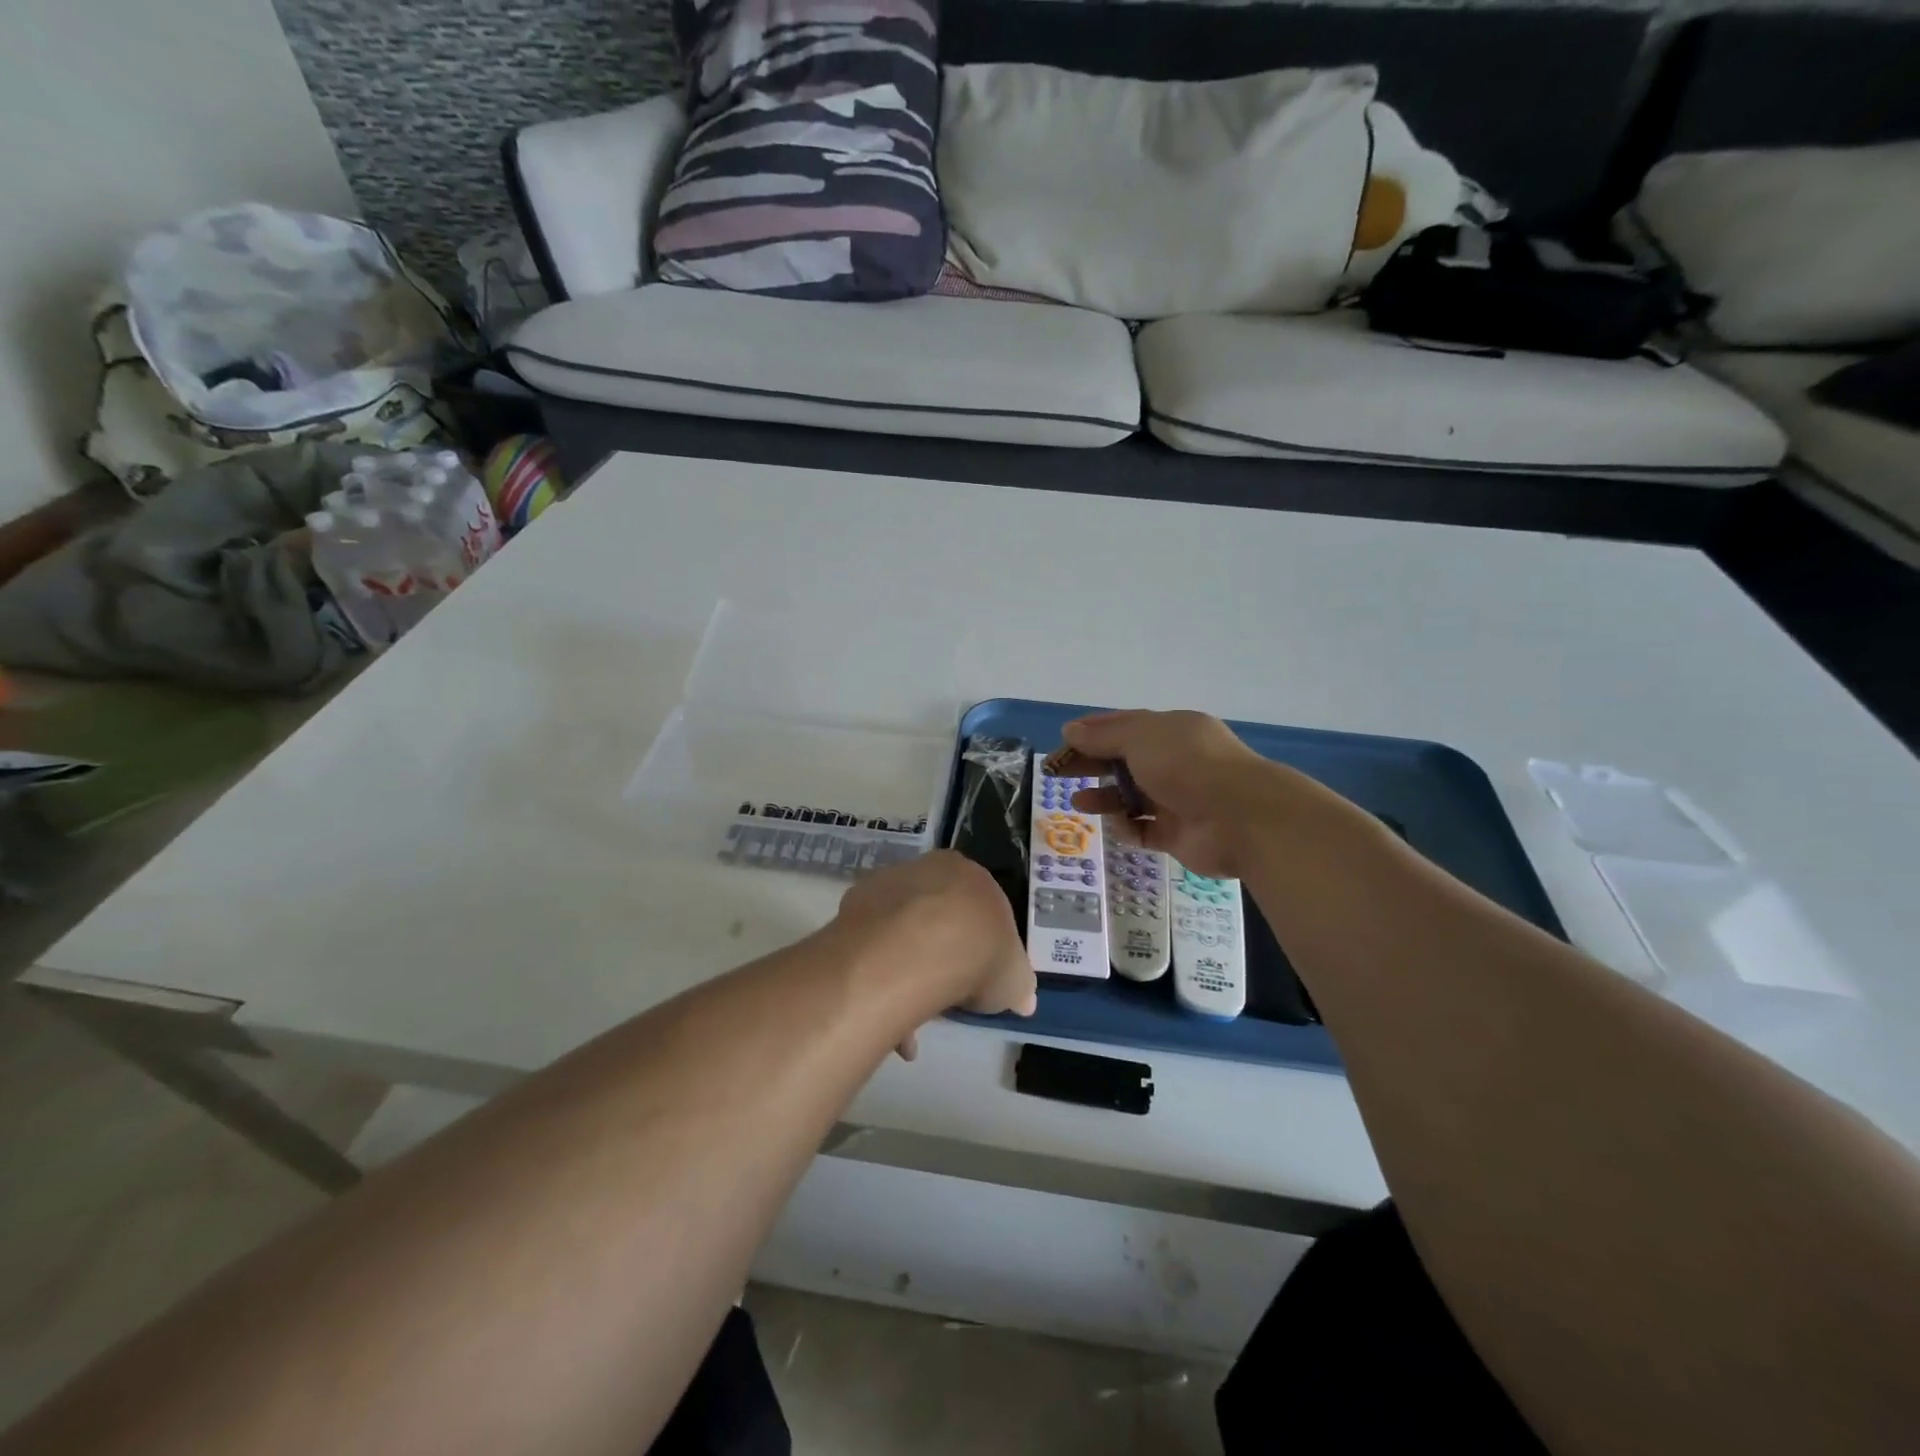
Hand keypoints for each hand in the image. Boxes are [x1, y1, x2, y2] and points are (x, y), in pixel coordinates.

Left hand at [836, 850, 1035, 1057]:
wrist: (919, 947)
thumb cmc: (979, 954)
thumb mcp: (1015, 979)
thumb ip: (1018, 985)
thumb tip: (1023, 999)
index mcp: (972, 876)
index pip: (980, 908)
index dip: (980, 946)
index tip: (976, 977)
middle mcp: (930, 869)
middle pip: (937, 914)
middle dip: (940, 956)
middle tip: (942, 995)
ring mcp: (889, 883)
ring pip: (901, 929)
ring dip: (906, 969)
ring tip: (907, 1020)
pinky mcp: (855, 902)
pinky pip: (872, 940)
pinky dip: (878, 971)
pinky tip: (884, 1006)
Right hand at [1060, 709, 1296, 878]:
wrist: (1241, 818)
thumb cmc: (1187, 766)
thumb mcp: (1141, 739)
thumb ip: (1103, 736)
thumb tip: (1070, 730)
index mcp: (1171, 731)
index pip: (1125, 726)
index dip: (1092, 732)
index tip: (1063, 742)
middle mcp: (1175, 762)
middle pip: (1123, 761)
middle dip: (1091, 765)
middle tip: (1057, 774)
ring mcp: (1178, 799)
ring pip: (1131, 797)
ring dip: (1105, 798)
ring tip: (1079, 804)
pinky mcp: (1179, 834)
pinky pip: (1145, 830)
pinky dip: (1129, 829)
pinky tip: (1118, 827)